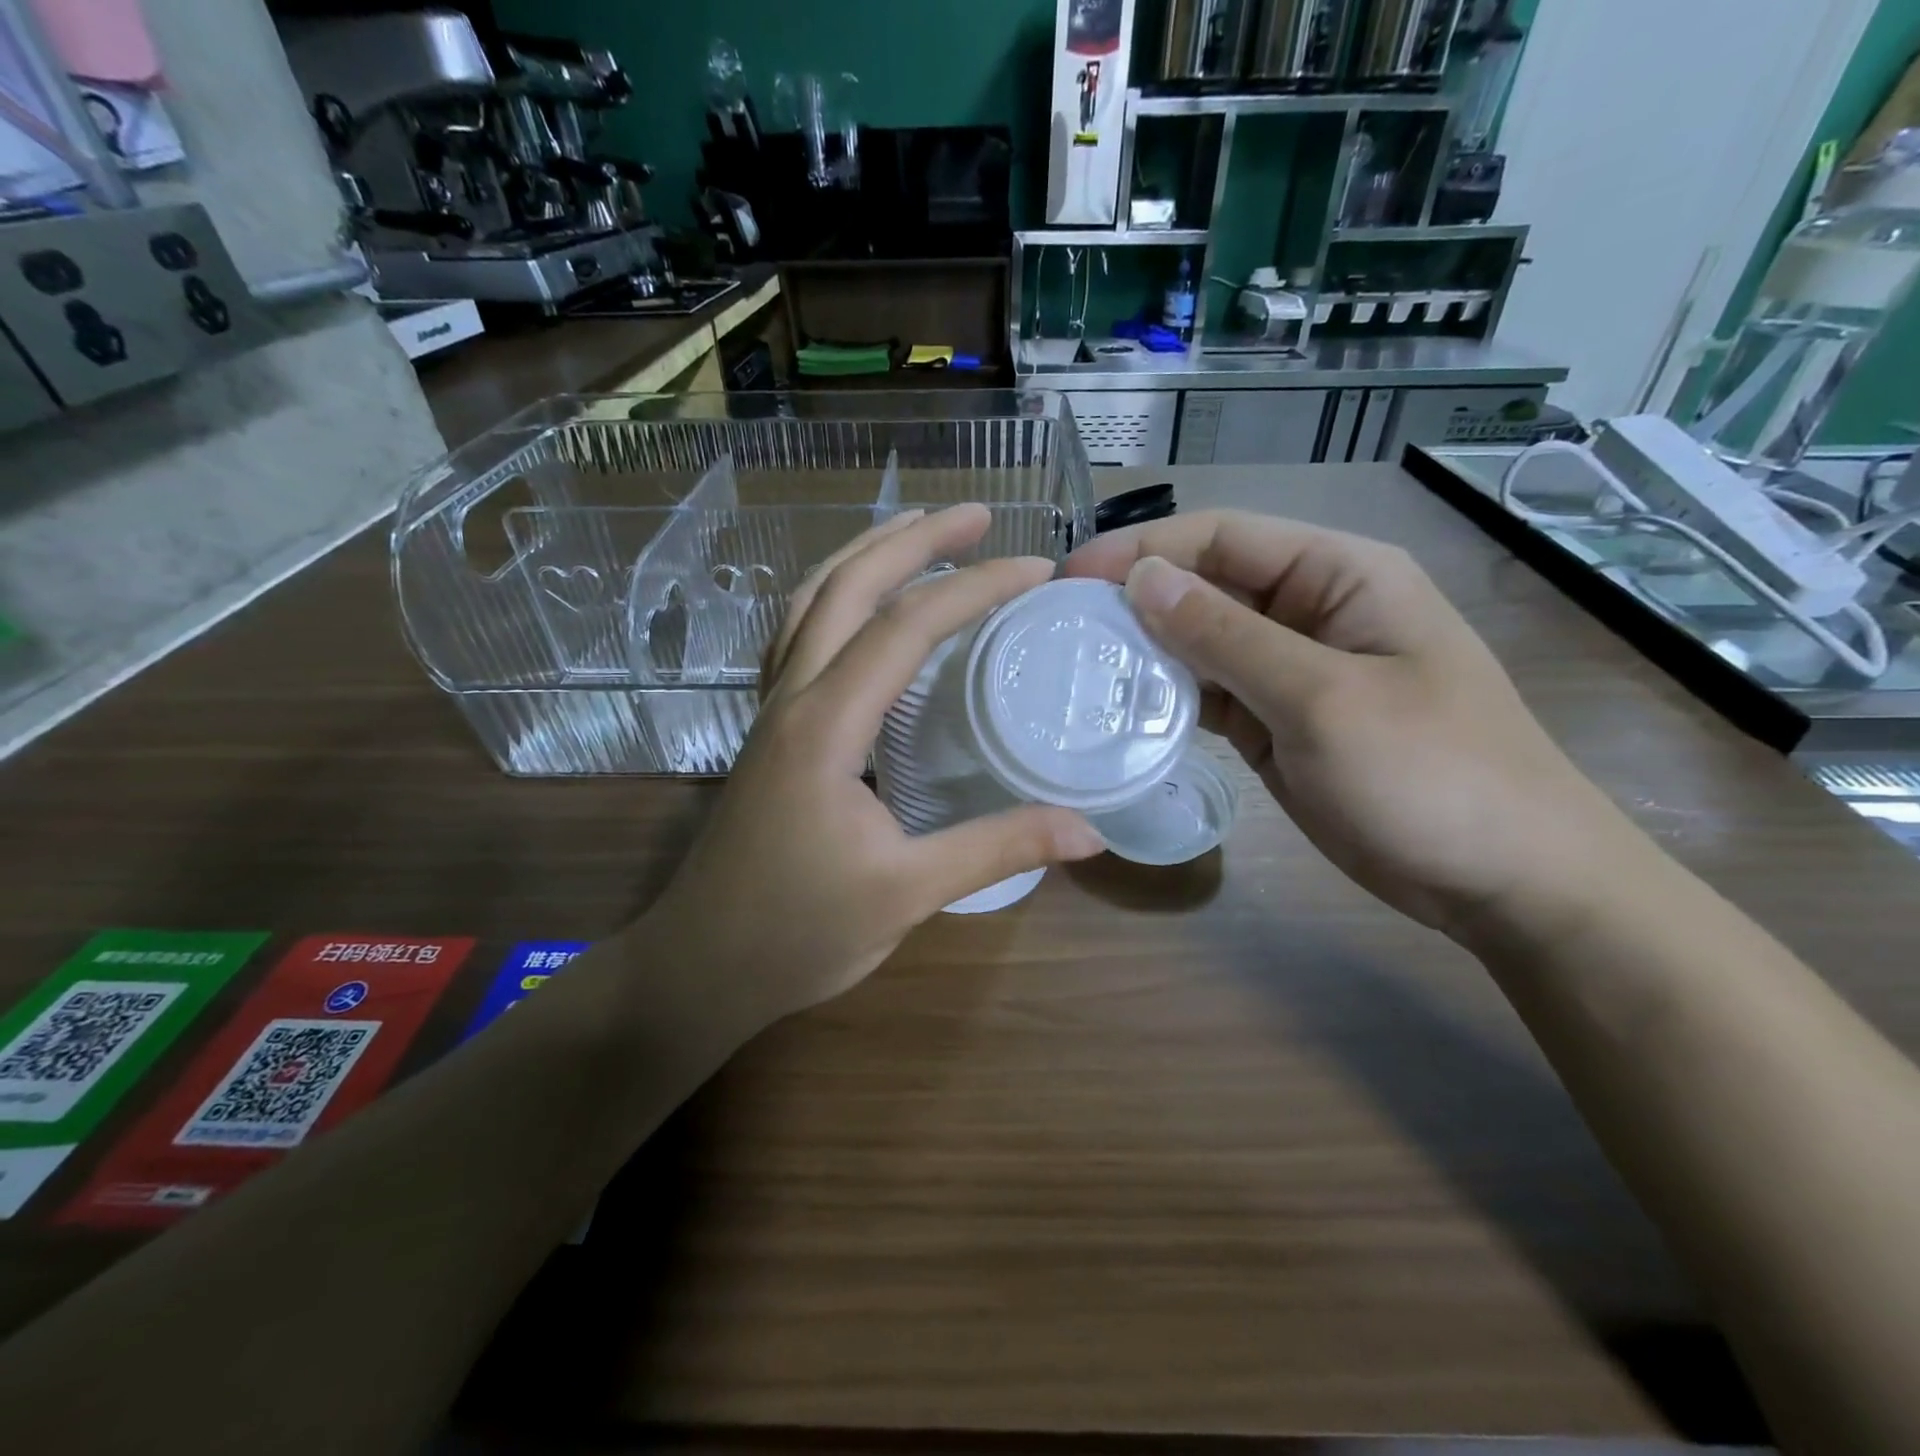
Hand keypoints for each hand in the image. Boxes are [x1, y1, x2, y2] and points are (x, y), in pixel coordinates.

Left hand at [646, 505, 1104, 1026]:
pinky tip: (862, 607)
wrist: (699, 967)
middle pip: (846, 587)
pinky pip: (797, 637)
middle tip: (978, 513)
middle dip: (914, 539)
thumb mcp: (905, 894)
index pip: (905, 628)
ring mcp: (771, 711)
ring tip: (920, 532)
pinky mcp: (768, 732)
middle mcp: (791, 698)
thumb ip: (995, 849)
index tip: (1037, 570)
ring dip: (866, 556)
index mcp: (824, 726)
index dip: (974, 589)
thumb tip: (1088, 831)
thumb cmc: (796, 933)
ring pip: (810, 602)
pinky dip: (835, 599)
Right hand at [1063, 510, 1640, 936]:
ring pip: (1200, 643)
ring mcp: (1289, 671)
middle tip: (1058, 629)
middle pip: (1205, 587)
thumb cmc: (1431, 774)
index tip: (1070, 579)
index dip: (1142, 550)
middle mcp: (1308, 611)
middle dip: (1134, 601)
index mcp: (1337, 576)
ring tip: (1076, 668)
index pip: (1222, 538)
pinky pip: (1209, 695)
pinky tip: (1120, 710)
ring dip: (1145, 652)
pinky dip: (1167, 699)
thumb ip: (1226, 637)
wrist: (1501, 880)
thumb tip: (1141, 580)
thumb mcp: (1322, 698)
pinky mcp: (1274, 723)